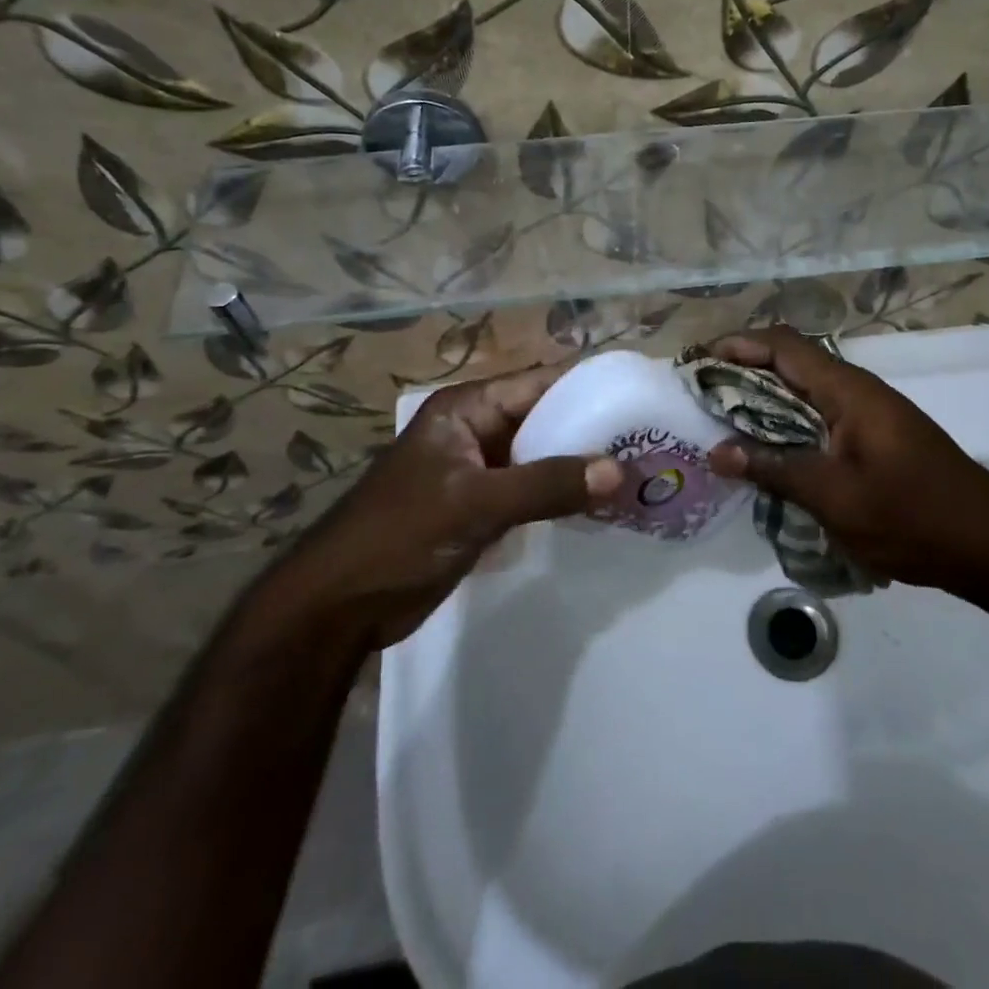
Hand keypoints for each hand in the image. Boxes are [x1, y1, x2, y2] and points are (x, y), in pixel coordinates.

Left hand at [267, 363, 623, 647]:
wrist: (339, 606)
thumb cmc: (400, 535)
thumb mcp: (476, 503)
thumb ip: (547, 484)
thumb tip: (620, 470)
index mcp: (468, 408)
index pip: (540, 383)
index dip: (589, 387)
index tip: (639, 397)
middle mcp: (477, 430)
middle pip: (545, 418)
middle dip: (591, 430)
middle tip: (649, 440)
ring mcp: (479, 470)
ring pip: (542, 456)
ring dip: (580, 465)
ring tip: (637, 472)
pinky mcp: (481, 507)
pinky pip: (532, 490)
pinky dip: (561, 495)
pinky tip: (601, 506)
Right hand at [704, 327, 988, 601]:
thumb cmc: (912, 515)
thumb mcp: (834, 497)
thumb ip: (774, 469)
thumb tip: (717, 452)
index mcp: (847, 390)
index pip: (783, 345)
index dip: (738, 345)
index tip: (699, 363)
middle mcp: (857, 391)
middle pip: (792, 364)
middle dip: (744, 374)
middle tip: (703, 400)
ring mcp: (871, 414)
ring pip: (806, 393)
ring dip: (766, 403)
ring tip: (726, 427)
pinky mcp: (877, 439)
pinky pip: (822, 418)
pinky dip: (790, 426)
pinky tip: (773, 456)